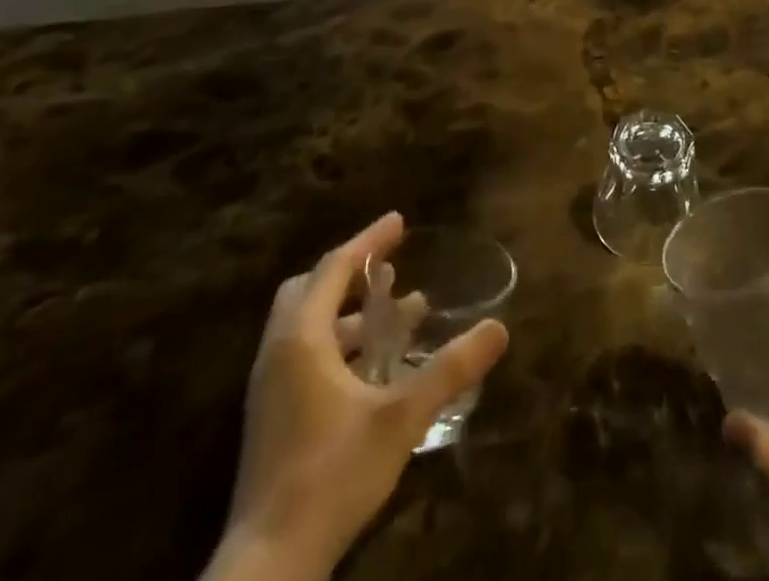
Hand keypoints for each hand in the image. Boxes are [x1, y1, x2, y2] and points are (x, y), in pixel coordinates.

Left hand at [202, 213, 510, 580]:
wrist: (269, 567)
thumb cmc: (333, 475)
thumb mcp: (402, 417)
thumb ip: (450, 369)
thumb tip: (499, 329)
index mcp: (301, 340)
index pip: (334, 268)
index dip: (369, 241)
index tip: (400, 222)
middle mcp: (278, 354)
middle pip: (310, 290)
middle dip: (352, 271)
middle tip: (392, 266)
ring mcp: (270, 389)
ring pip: (308, 325)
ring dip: (350, 312)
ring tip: (397, 313)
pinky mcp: (273, 420)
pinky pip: (306, 355)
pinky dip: (340, 343)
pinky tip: (375, 369)